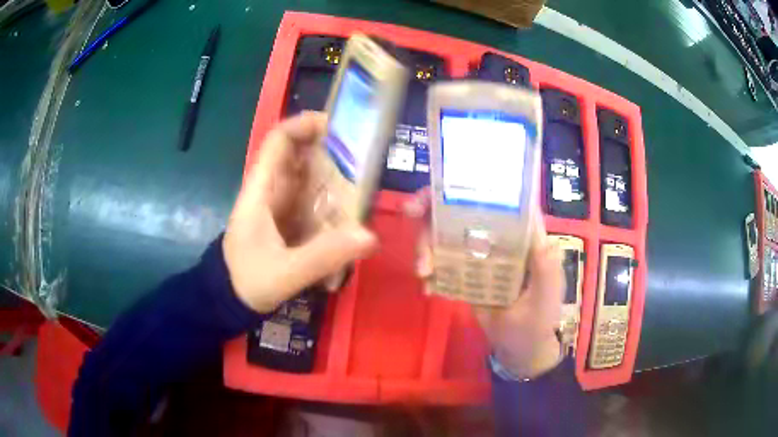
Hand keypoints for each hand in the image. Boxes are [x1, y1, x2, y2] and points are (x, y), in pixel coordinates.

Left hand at [223, 112, 377, 312]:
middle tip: (364, 154)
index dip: (304, 124)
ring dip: (333, 172)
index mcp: (261, 190)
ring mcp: (279, 204)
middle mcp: (270, 189)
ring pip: (307, 175)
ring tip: (366, 178)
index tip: (338, 126)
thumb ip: (323, 256)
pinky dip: (331, 196)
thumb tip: (369, 236)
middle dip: (328, 147)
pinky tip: (353, 207)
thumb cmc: (247, 281)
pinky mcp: (287, 219)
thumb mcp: (284, 273)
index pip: (278, 141)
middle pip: (298, 153)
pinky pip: (311, 197)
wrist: (229, 300)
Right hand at [406, 190, 563, 377]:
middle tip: (411, 213)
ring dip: (427, 243)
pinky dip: (429, 268)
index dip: (474, 184)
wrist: (518, 349)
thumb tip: (537, 228)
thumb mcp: (546, 295)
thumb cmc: (538, 320)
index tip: (444, 184)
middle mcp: (499, 237)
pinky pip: (441, 261)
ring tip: (423, 271)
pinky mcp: (464, 273)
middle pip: (464, 209)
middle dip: (435, 207)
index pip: (501, 198)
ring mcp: (479, 254)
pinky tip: (427, 286)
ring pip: (447, 233)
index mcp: (523, 235)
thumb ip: (545, 266)